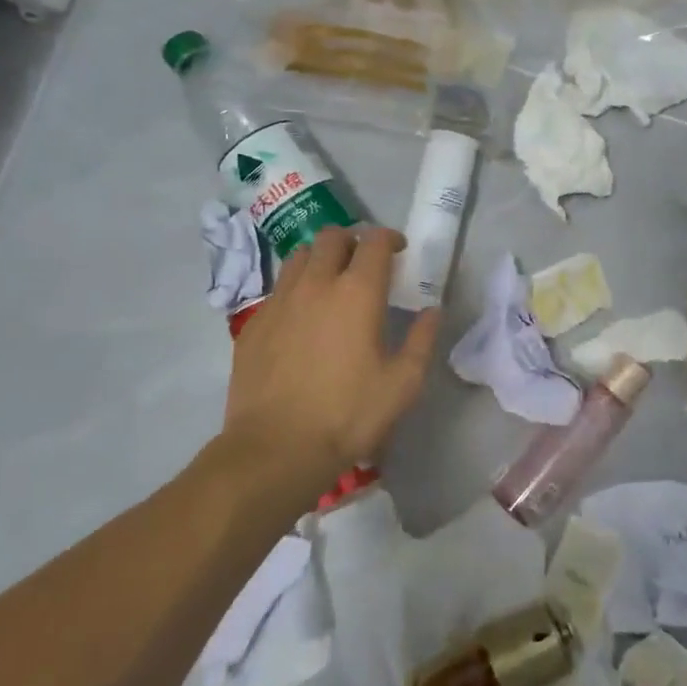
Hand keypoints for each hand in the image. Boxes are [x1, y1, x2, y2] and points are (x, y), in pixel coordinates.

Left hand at [224, 226, 440, 480]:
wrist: (277, 448)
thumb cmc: (348, 415)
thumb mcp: (402, 384)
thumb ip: (421, 340)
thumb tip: (432, 311)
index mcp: (357, 293)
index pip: (373, 241)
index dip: (389, 238)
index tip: (398, 250)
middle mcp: (316, 284)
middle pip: (332, 237)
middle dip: (352, 241)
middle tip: (364, 263)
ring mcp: (279, 301)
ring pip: (299, 256)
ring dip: (320, 258)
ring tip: (330, 282)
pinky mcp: (254, 323)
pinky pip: (278, 289)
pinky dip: (296, 288)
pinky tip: (302, 318)